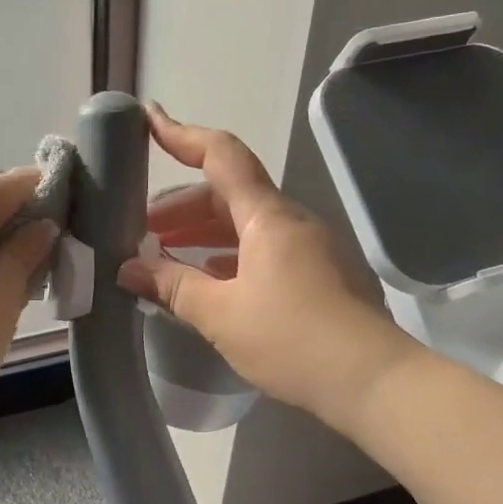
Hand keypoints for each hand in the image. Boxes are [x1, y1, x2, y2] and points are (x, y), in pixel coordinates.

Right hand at [116, 106, 417, 429]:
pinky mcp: (319, 275)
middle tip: (141, 231)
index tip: (148, 120)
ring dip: (202, 234)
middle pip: (228, 194)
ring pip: (245, 224)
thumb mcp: (221, 315)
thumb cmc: (292, 339)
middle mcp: (291, 221)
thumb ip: (172, 287)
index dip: (182, 135)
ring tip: (165, 258)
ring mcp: (309, 248)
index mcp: (268, 216)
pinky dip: (228, 256)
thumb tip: (127, 271)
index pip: (221, 156)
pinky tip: (208, 281)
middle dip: (181, 207)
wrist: (375, 382)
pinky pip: (263, 250)